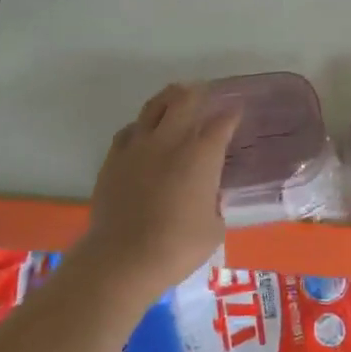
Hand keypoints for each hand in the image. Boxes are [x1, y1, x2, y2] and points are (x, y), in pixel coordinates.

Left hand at [74, 83, 239, 298]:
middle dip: (198, 93)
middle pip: (184, 100)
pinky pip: (129, 130)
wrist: (123, 258)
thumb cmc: (177, 246)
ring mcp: (138, 146)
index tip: (237, 111)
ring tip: (175, 98)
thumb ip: (214, 204)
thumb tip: (209, 198)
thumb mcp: (214, 228)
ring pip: (153, 107)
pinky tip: (143, 133)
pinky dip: (141, 126)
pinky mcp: (113, 159)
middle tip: (204, 93)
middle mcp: (170, 140)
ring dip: (168, 99)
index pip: (222, 123)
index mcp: (202, 155)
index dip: (232, 114)